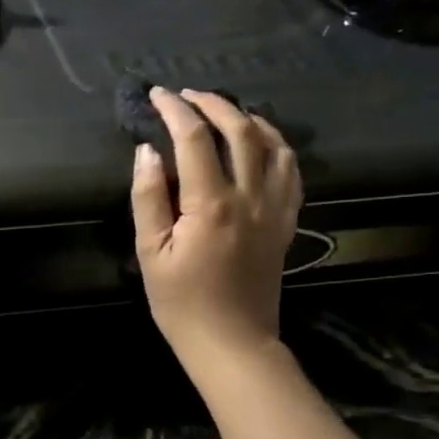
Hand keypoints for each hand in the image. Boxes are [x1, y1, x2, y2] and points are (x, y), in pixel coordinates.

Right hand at [129, 87, 303, 370]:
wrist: (233, 342)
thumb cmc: (181, 302)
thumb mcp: (151, 252)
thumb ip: (148, 198)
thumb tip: (147, 151)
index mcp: (211, 204)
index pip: (195, 139)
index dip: (175, 110)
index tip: (157, 95)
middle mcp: (250, 196)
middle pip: (239, 130)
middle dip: (212, 104)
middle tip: (186, 96)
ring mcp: (275, 208)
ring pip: (272, 143)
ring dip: (247, 117)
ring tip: (222, 110)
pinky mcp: (286, 221)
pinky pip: (291, 170)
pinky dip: (276, 144)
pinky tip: (261, 141)